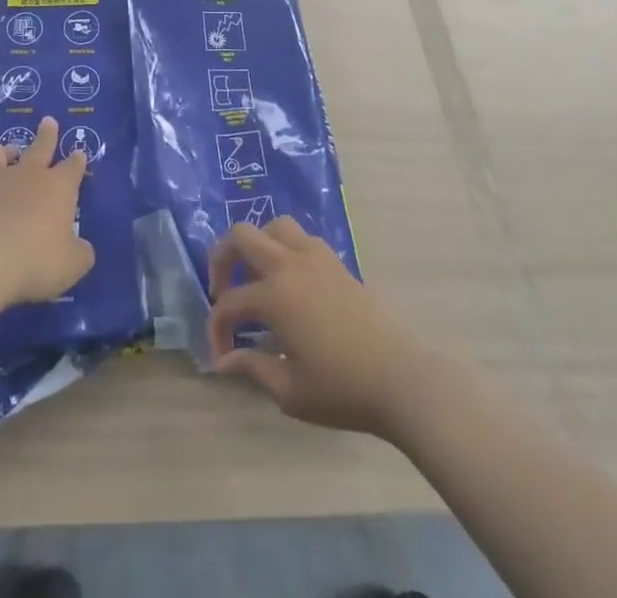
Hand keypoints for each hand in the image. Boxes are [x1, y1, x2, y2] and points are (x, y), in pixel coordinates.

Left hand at [0, 117, 94, 307]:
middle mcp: (29, 175)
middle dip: (47, 134)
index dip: (78, 160)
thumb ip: (80, 253)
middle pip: (41, 146)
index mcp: (58, 187)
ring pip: (1, 152)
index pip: (73, 167)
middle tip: (48, 122)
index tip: (79, 153)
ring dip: (7, 150)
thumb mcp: (71, 265)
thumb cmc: (35, 260)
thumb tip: (81, 249)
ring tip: (9, 152)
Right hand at [206, 217, 421, 436]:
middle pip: (242, 235)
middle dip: (222, 259)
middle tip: (222, 290)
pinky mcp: (336, 261)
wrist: (399, 379)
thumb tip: (225, 360)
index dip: (217, 330)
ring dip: (256, 246)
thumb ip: (252, 368)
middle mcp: (290, 264)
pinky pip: (301, 238)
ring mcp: (316, 257)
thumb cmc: (341, 389)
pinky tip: (288, 280)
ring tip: (254, 276)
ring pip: (274, 226)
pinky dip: (285, 249)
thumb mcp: (289, 390)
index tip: (221, 357)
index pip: (229, 304)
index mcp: (275, 295)